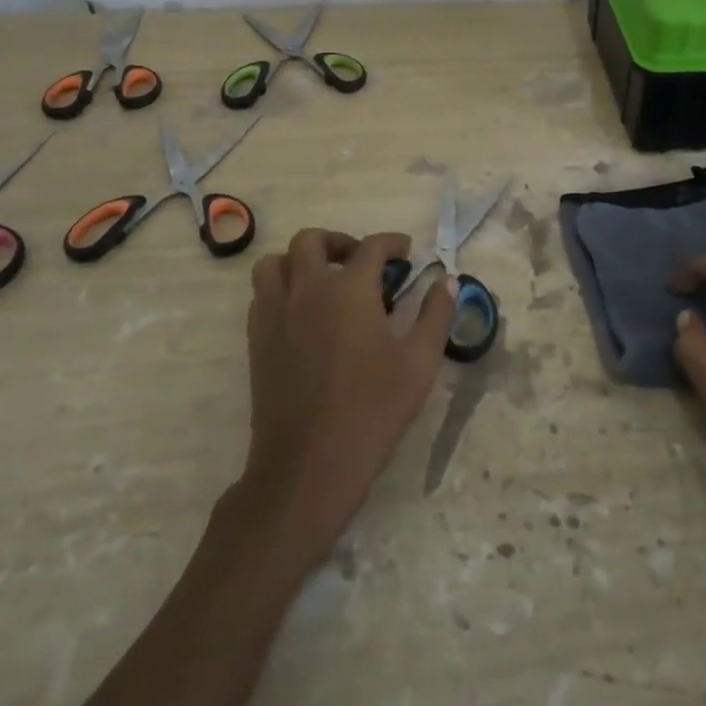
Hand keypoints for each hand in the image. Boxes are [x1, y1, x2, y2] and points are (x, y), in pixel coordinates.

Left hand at [235, 228, 454, 569]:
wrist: (308, 465)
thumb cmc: (372, 410)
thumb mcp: (420, 363)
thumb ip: (436, 315)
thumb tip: (447, 281)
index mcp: (349, 289)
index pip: (371, 247)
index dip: (391, 242)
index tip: (405, 251)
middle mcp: (307, 290)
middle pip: (311, 240)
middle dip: (339, 242)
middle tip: (360, 261)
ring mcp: (275, 314)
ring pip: (275, 263)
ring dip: (299, 260)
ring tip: (323, 279)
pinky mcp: (257, 341)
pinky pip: (261, 295)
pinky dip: (281, 288)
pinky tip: (302, 312)